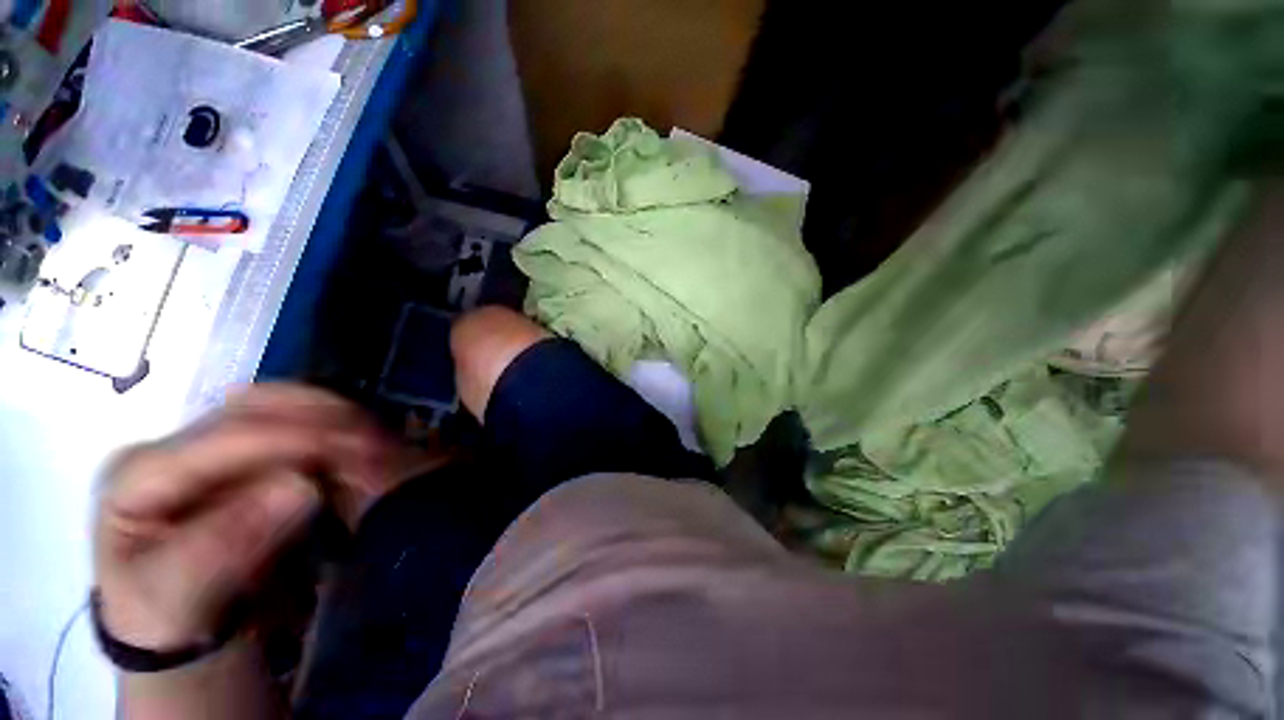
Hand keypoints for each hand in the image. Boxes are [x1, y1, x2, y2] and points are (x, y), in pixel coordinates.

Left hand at [94, 384, 396, 652]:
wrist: (180, 635)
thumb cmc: (170, 623)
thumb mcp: (181, 599)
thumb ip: (226, 544)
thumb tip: (302, 484)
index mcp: (142, 472)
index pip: (233, 435)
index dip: (304, 438)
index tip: (366, 453)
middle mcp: (178, 443)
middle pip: (262, 406)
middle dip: (330, 419)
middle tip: (383, 445)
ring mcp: (212, 445)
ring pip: (287, 406)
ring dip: (341, 420)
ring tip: (381, 445)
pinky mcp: (246, 457)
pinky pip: (302, 426)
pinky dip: (340, 430)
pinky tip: (364, 447)